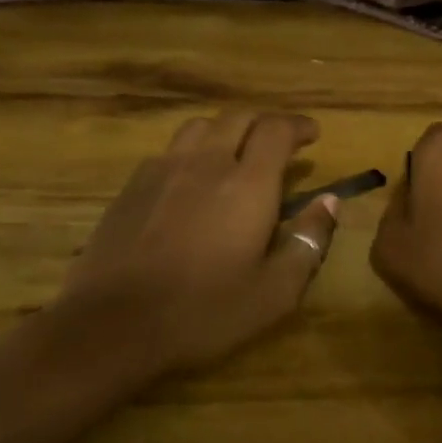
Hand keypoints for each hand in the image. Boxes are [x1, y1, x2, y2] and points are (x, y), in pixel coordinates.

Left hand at [56, 111, 340, 375]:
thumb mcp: (275, 292)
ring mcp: (162, 170)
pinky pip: (168, 151)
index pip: (276, 130)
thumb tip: (329, 202)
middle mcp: (206, 163)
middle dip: (265, 123)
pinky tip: (190, 182)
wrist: (112, 325)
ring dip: (226, 131)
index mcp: (247, 184)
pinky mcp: (131, 186)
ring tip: (235, 153)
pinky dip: (191, 153)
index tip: (312, 135)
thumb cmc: (204, 312)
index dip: (298, 125)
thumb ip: (309, 241)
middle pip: (238, 117)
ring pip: (199, 127)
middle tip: (280, 142)